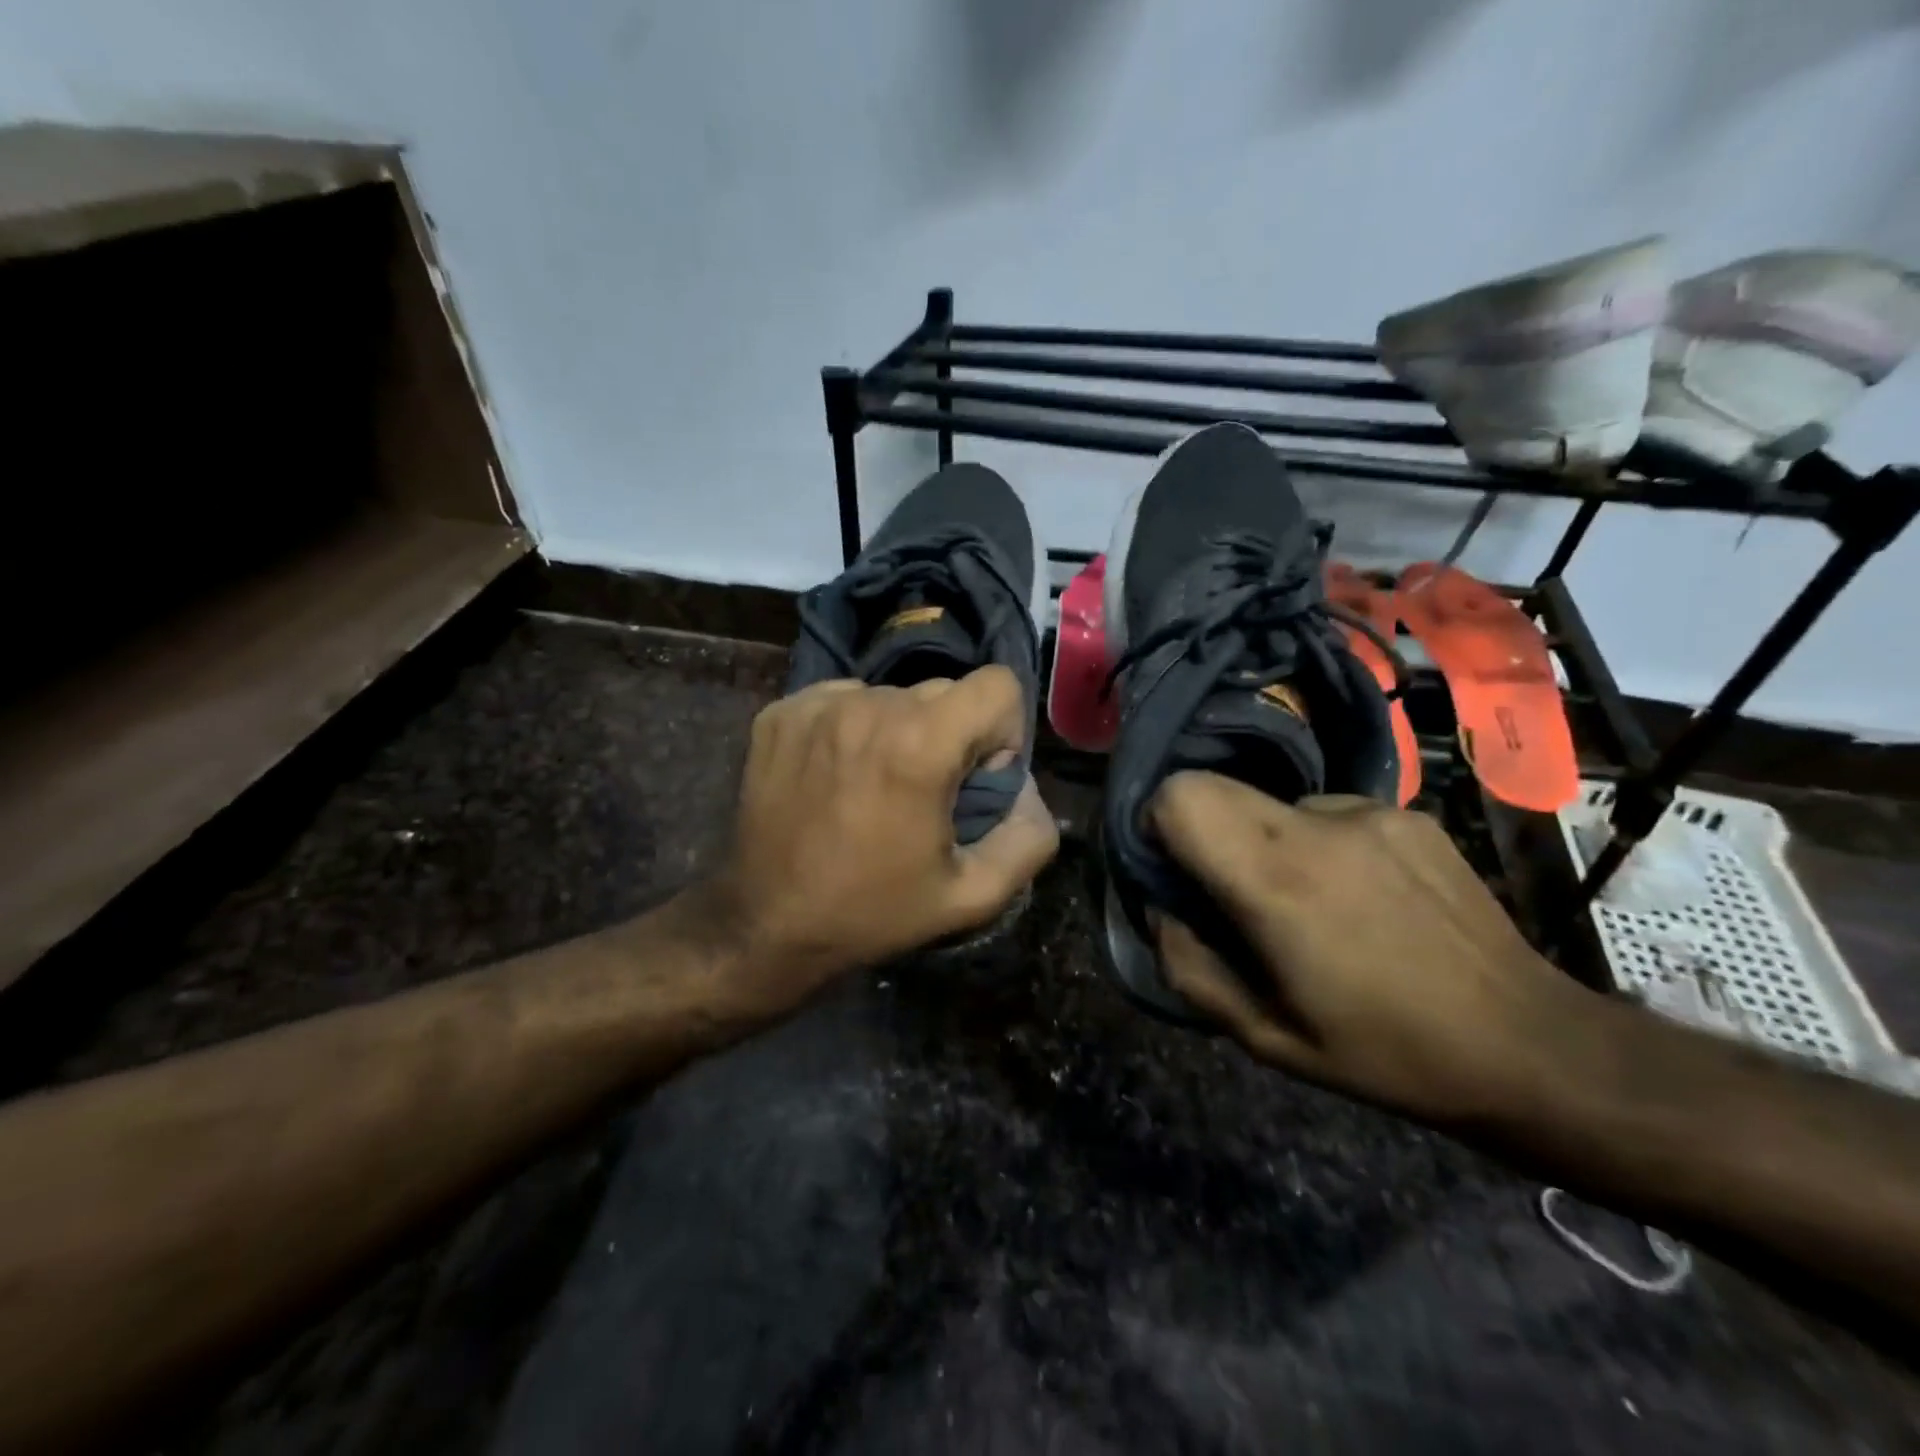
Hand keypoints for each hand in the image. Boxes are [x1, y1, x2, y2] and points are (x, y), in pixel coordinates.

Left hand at [696, 668, 1057, 1015]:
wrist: (765, 924)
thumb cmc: (873, 912)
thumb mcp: (971, 896)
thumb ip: (1028, 838)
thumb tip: (1027, 792)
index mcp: (920, 743)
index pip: (998, 685)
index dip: (1001, 733)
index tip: (974, 781)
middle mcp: (868, 706)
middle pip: (944, 691)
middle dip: (951, 736)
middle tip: (924, 795)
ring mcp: (816, 705)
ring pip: (891, 696)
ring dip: (899, 732)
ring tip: (874, 789)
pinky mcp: (779, 714)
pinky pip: (842, 701)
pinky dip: (852, 729)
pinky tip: (836, 778)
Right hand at [1149, 772, 1589, 1123]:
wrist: (1529, 1043)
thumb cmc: (1382, 1051)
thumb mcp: (1262, 1036)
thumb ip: (1188, 965)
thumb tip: (1161, 907)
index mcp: (1275, 882)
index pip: (1180, 795)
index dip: (1157, 823)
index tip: (1173, 868)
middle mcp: (1316, 827)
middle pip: (1214, 785)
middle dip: (1202, 829)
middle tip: (1230, 889)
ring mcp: (1367, 811)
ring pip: (1272, 802)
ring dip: (1267, 841)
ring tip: (1311, 903)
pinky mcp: (1406, 812)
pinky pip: (1328, 813)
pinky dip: (1321, 845)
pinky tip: (1362, 897)